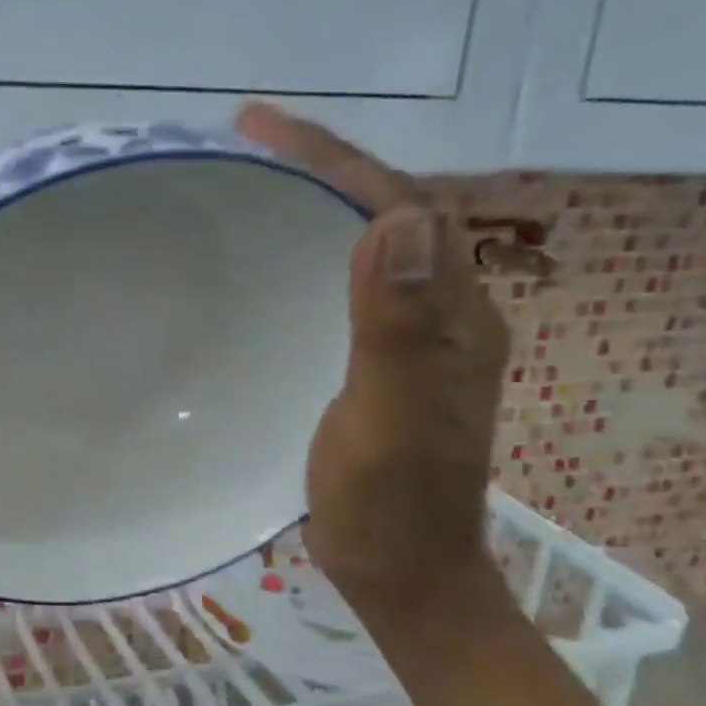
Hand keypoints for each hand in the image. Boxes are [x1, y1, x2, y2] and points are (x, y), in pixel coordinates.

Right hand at [236, 102, 510, 613]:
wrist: (403, 576)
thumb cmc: (391, 508)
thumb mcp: (392, 420)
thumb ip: (398, 328)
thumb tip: (398, 217)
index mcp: (456, 314)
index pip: (403, 205)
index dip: (334, 159)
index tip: (259, 129)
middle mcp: (445, 312)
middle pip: (390, 212)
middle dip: (324, 166)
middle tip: (249, 143)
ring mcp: (415, 337)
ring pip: (371, 244)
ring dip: (318, 202)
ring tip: (252, 181)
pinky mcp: (382, 358)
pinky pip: (348, 282)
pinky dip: (310, 251)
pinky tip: (271, 258)